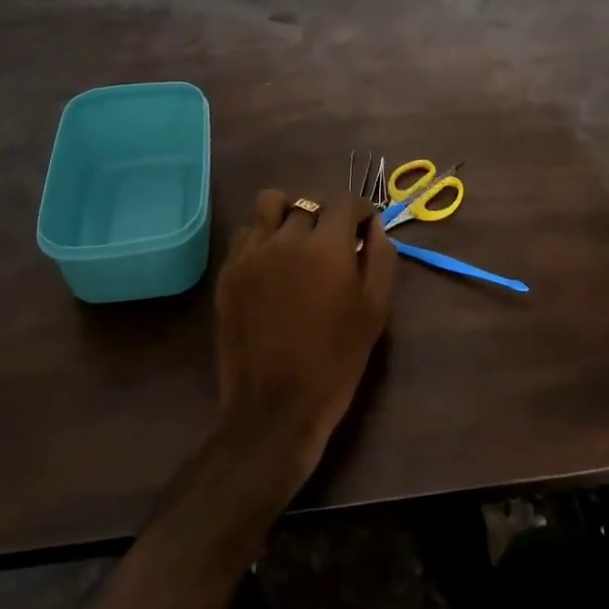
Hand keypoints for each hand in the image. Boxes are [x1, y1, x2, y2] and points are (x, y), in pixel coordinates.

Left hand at [213, 190, 396, 491]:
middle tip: (332, 247)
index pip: (345, 202)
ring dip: (288, 215)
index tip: (363, 232)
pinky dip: (263, 236)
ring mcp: (251, 252)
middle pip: (309, 204)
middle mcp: (286, 238)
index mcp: (327, 246)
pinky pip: (247, 232)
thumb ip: (381, 258)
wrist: (275, 406)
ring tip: (296, 243)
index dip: (360, 213)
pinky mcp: (228, 269)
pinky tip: (272, 264)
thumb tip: (374, 226)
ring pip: (270, 205)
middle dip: (326, 218)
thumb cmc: (335, 361)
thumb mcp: (375, 311)